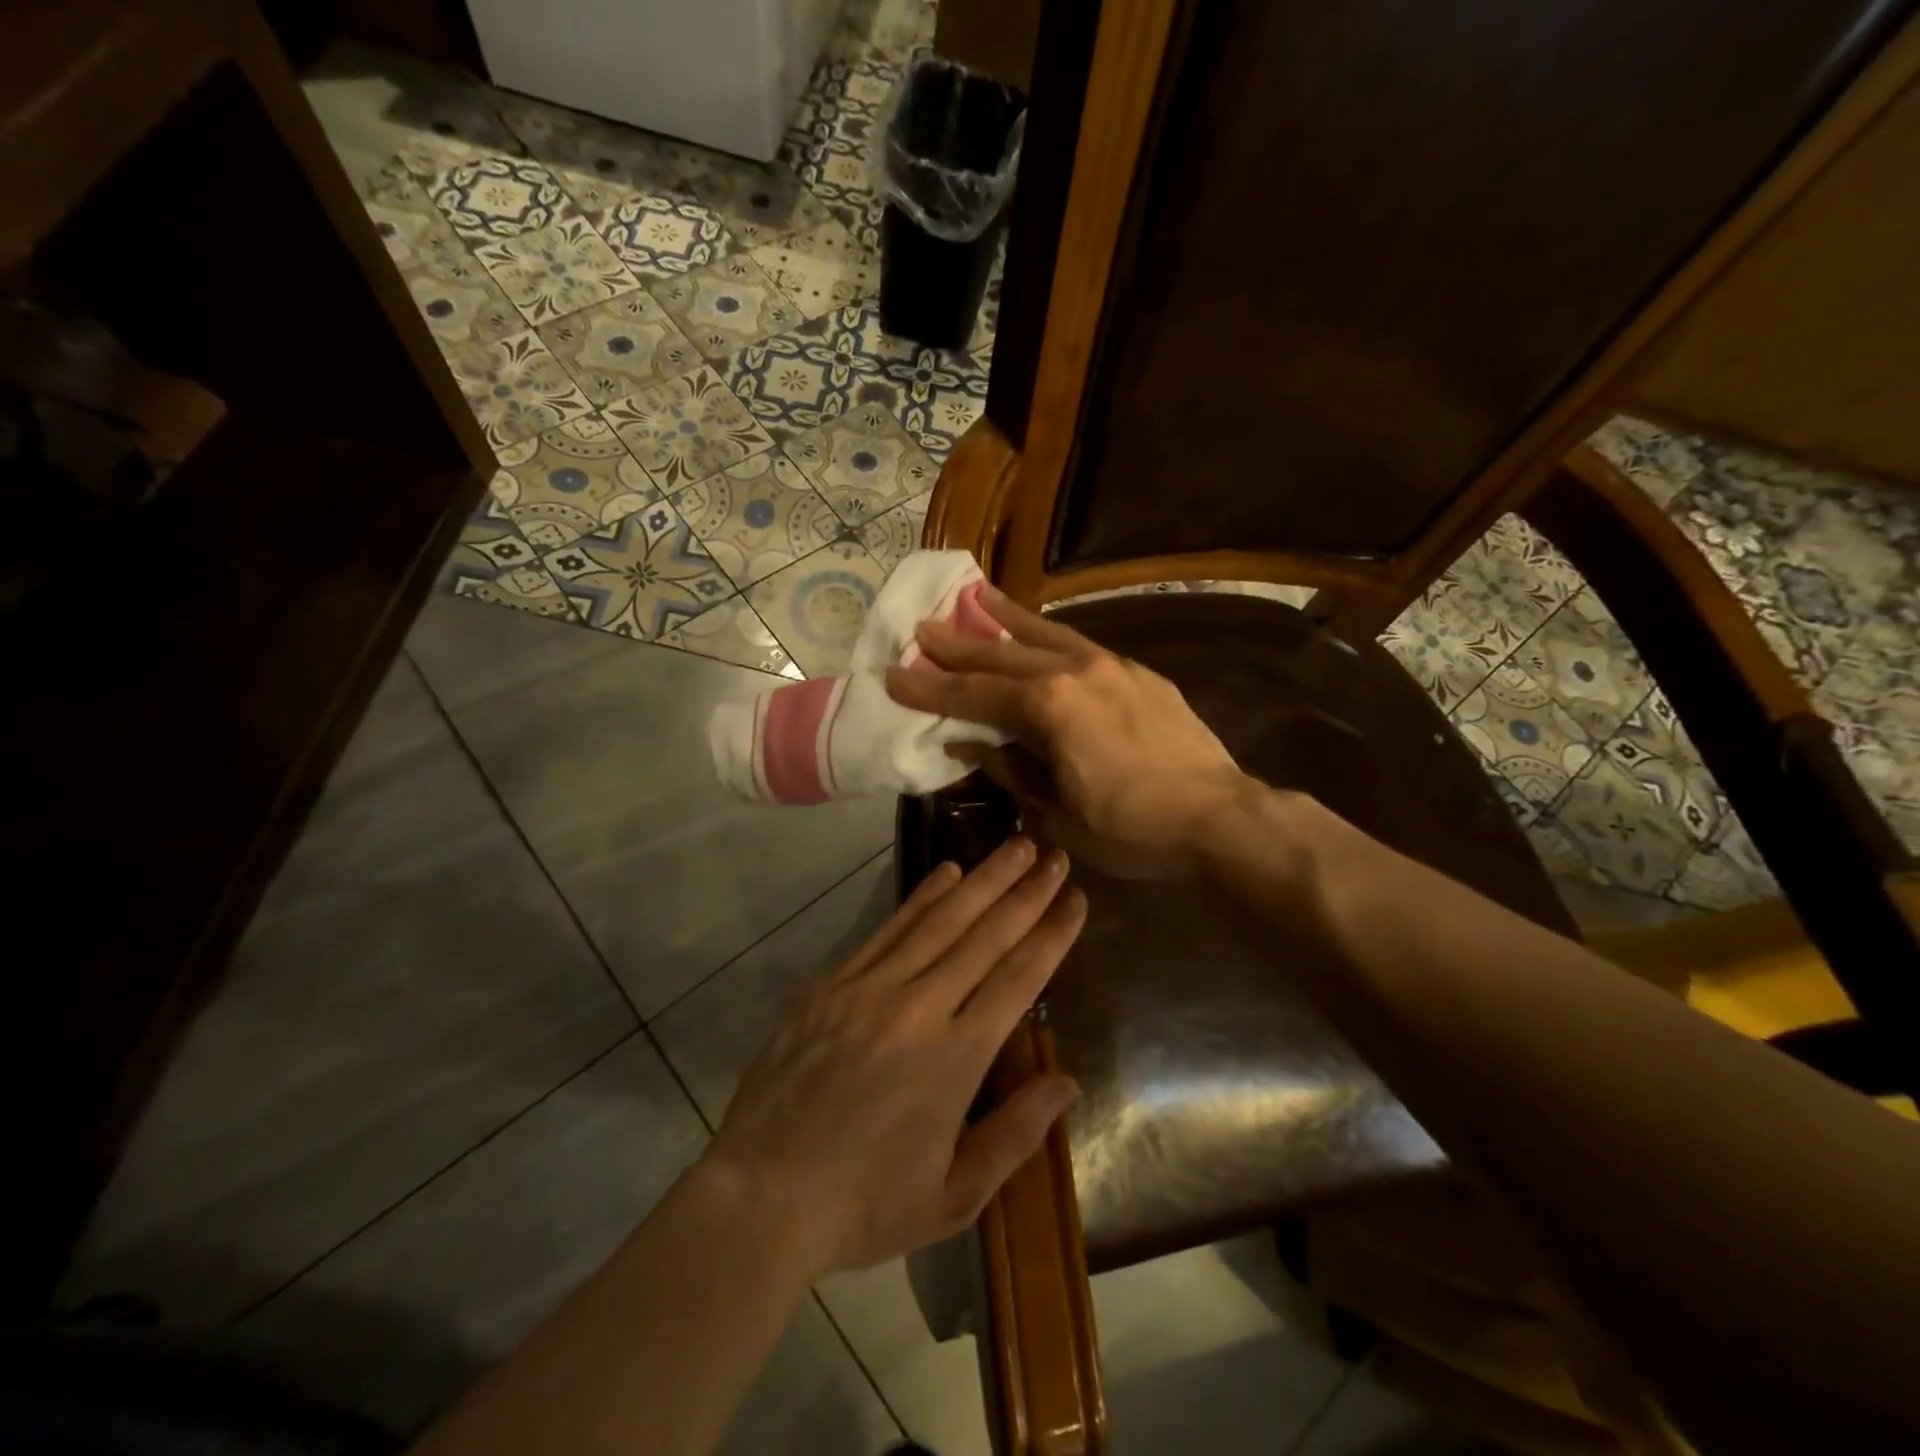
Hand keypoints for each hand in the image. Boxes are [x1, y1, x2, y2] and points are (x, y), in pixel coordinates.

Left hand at [704, 838, 1085, 1279]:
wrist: (761, 1197)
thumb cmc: (864, 1205)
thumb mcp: (952, 1196)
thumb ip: (1014, 1135)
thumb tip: (1066, 1082)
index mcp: (956, 1060)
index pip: (1018, 979)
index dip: (1051, 935)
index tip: (1075, 899)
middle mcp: (919, 1009)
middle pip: (984, 936)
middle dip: (1026, 892)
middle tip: (1054, 854)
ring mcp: (871, 988)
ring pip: (940, 921)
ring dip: (983, 879)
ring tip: (1015, 845)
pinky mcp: (833, 983)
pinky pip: (888, 929)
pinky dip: (922, 897)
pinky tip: (947, 872)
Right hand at [885, 586, 1247, 877]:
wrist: (1218, 818)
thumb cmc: (1130, 829)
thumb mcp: (1056, 813)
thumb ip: (1009, 770)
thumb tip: (968, 745)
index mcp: (1048, 708)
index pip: (973, 694)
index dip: (929, 688)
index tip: (893, 674)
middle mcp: (1075, 672)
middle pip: (1002, 655)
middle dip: (958, 644)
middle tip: (921, 628)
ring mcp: (1111, 667)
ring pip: (1045, 635)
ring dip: (1005, 619)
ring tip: (976, 596)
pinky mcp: (1139, 674)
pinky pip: (1080, 645)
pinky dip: (1049, 636)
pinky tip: (1039, 635)